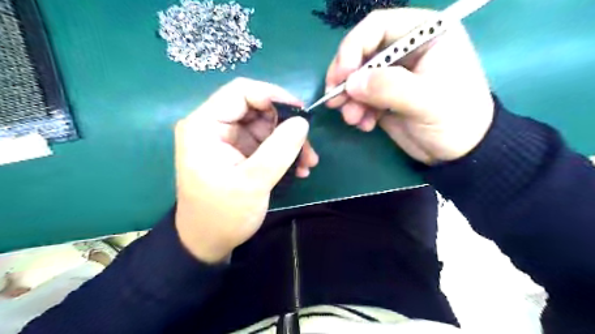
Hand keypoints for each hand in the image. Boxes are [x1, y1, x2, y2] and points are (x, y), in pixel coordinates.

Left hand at [175, 77, 317, 262]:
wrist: (208, 242)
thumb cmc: (223, 215)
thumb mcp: (253, 182)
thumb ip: (279, 149)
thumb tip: (303, 122)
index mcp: (205, 126)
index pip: (240, 92)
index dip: (273, 95)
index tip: (301, 112)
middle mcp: (213, 127)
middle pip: (256, 108)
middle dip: (286, 125)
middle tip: (308, 147)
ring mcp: (227, 140)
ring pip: (265, 126)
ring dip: (289, 141)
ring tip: (307, 163)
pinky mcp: (238, 152)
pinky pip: (265, 142)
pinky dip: (283, 152)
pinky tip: (298, 168)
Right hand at [326, 8, 492, 163]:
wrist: (460, 151)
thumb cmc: (455, 119)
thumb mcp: (427, 101)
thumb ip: (389, 87)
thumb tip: (351, 83)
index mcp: (426, 35)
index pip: (378, 26)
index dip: (354, 46)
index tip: (342, 74)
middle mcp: (406, 51)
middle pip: (362, 52)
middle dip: (346, 77)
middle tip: (334, 99)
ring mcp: (393, 75)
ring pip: (358, 77)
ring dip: (349, 98)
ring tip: (352, 119)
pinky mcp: (385, 96)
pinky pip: (361, 98)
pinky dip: (357, 111)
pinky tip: (364, 125)